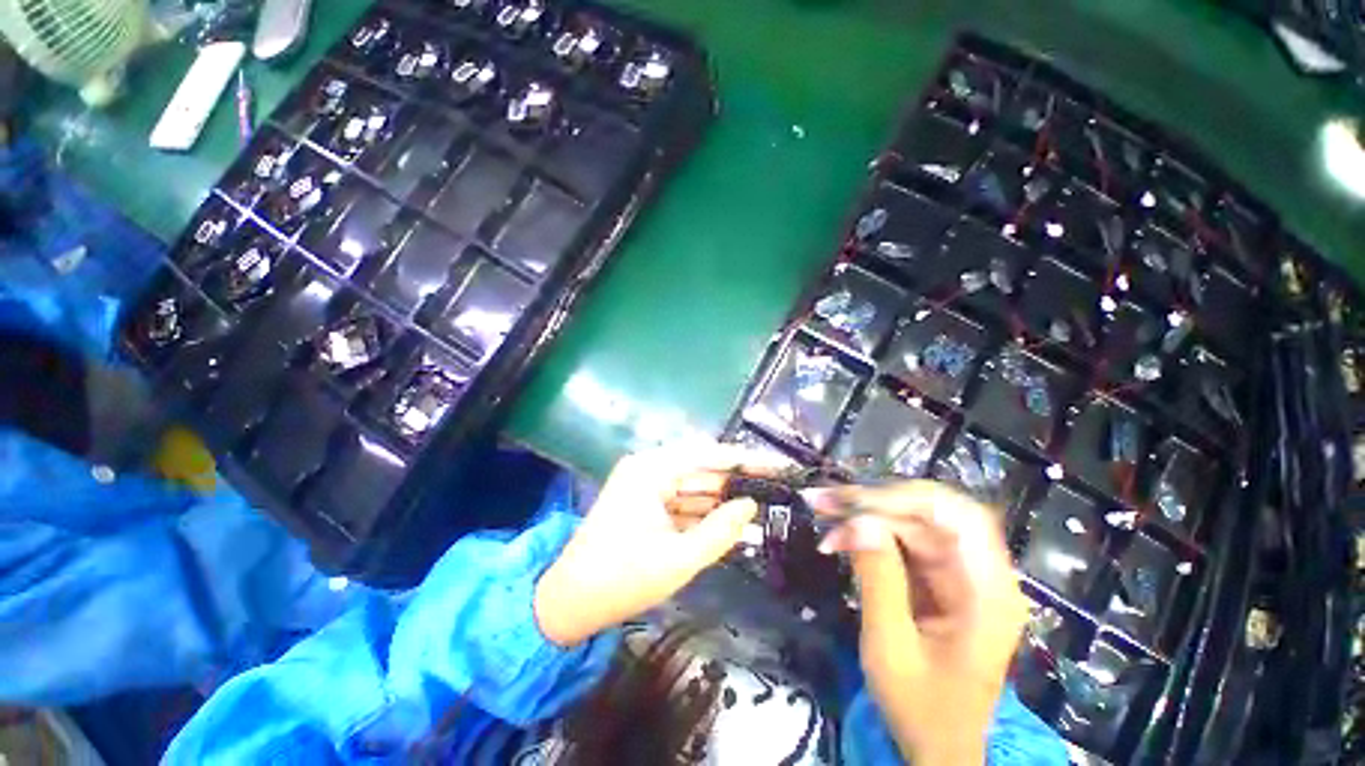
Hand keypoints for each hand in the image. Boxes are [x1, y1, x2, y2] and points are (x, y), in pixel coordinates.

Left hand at [533, 443, 781, 647]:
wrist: (568, 604)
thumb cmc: (620, 580)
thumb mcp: (678, 560)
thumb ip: (719, 531)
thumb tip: (751, 506)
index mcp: (651, 470)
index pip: (708, 454)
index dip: (745, 460)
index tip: (777, 466)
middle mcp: (649, 467)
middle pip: (703, 469)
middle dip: (736, 483)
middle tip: (775, 491)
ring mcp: (646, 485)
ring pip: (694, 487)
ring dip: (723, 501)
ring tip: (762, 509)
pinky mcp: (645, 502)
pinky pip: (682, 502)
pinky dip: (704, 514)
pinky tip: (732, 524)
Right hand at [809, 481, 1026, 765]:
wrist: (937, 747)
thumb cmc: (921, 709)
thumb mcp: (892, 649)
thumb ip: (878, 581)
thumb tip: (859, 521)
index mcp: (988, 593)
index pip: (958, 517)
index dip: (906, 499)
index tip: (854, 504)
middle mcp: (979, 573)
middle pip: (930, 512)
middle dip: (874, 501)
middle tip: (823, 501)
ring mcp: (958, 574)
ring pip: (911, 521)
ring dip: (864, 512)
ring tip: (821, 509)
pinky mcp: (937, 577)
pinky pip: (902, 539)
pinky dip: (868, 532)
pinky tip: (838, 533)